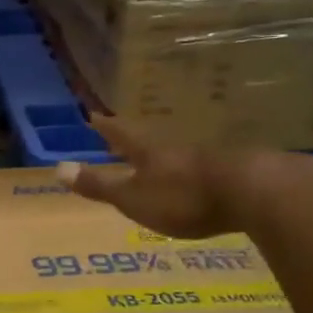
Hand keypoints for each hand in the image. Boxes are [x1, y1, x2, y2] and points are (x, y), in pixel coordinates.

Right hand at [56, 115, 251, 239]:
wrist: (254, 192)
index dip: (105, 127)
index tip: (92, 115)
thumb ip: (98, 185)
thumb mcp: (132, 197)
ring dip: (165, 157)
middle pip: (150, 141)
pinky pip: (205, 169)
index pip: (120, 134)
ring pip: (179, 154)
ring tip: (156, 163)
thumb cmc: (182, 197)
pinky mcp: (235, 172)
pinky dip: (193, 173)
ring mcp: (208, 158)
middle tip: (121, 138)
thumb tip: (57, 168)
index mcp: (149, 152)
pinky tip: (198, 182)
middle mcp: (176, 148)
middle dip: (134, 141)